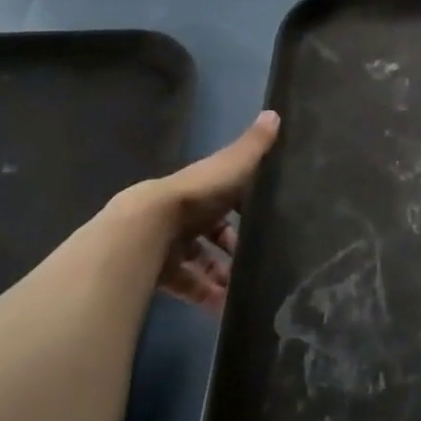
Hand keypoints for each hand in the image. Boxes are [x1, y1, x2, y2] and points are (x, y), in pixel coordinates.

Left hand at [105, 110, 279, 311]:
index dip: (244, 207)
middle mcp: (184, 213)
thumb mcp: (232, 166)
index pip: (226, 196)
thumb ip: (254, 147)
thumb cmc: (196, 195)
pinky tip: (225, 309)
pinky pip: (187, 286)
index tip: (268, 221)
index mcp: (201, 188)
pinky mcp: (160, 272)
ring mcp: (169, 244)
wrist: (146, 229)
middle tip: (259, 262)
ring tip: (246, 291)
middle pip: (212, 232)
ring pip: (200, 260)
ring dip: (222, 275)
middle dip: (233, 247)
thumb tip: (274, 112)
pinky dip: (206, 296)